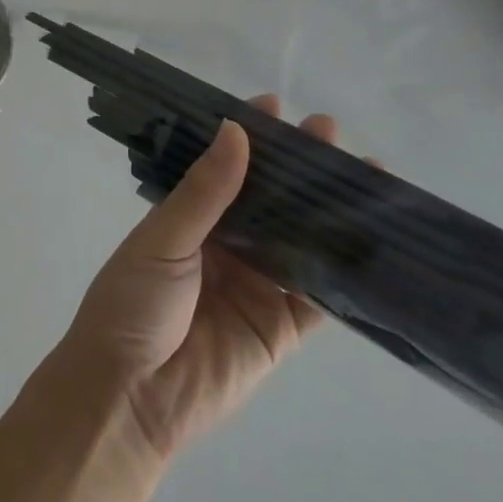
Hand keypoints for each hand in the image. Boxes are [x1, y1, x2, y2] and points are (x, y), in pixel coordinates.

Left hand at [46, 97, 337, 463]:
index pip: (224, 168)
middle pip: (269, 199)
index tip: (275, 105)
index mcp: (189, 219)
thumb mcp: (164, 239)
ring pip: (299, 239)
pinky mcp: (280, 329)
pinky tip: (371, 239)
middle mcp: (225, 246)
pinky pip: (317, 296)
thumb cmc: (133, 303)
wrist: (130, 396)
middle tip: (328, 130)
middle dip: (297, 166)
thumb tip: (236, 129)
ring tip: (364, 174)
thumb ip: (206, 191)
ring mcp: (255, 286)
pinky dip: (343, 271)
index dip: (249, 137)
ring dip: (328, 210)